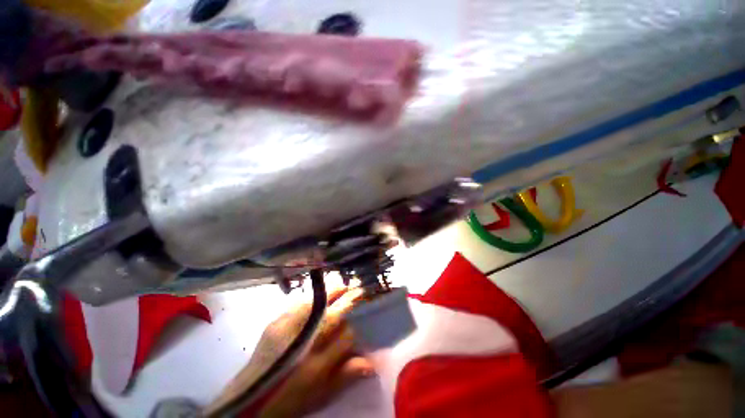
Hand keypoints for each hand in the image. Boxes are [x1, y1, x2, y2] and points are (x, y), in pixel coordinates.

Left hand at [205, 287, 374, 416]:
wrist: (250, 399)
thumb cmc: (291, 399)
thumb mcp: (321, 394)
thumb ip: (346, 375)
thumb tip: (371, 361)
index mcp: (317, 365)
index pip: (345, 336)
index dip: (355, 324)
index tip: (362, 312)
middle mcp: (304, 344)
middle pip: (332, 316)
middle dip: (347, 301)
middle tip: (358, 288)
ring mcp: (287, 330)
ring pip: (316, 305)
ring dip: (331, 293)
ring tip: (342, 285)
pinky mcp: (276, 323)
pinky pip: (299, 304)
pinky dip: (312, 297)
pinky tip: (319, 293)